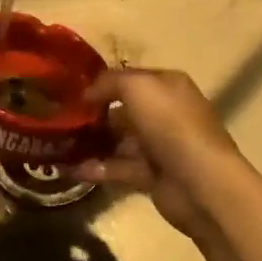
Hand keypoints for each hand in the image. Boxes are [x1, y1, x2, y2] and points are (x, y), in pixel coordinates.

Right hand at [74, 69, 253, 241]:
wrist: (200, 182)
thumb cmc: (171, 125)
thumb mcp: (138, 87)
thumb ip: (109, 82)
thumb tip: (88, 92)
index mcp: (168, 86)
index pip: (131, 78)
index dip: (103, 82)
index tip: (72, 91)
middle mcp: (166, 113)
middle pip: (124, 110)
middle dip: (95, 114)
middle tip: (62, 119)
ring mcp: (160, 146)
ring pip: (119, 141)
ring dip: (92, 143)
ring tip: (60, 145)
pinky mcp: (153, 176)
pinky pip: (120, 168)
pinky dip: (98, 168)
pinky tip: (72, 170)